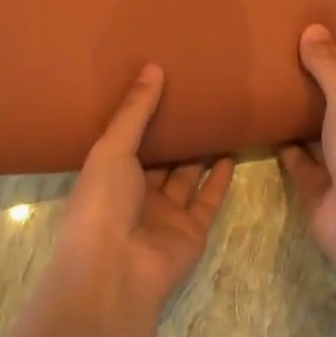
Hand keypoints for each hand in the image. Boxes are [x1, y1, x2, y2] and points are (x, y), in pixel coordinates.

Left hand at [52, 65, 234, 331]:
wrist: (116, 269)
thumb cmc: (103, 202)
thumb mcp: (112, 148)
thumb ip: (135, 110)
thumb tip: (152, 67)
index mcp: (109, 176)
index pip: (128, 142)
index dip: (143, 118)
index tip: (164, 87)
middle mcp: (136, 195)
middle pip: (160, 159)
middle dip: (175, 134)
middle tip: (197, 99)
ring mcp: (165, 215)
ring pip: (187, 177)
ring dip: (201, 153)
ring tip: (219, 120)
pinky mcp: (192, 230)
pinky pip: (208, 199)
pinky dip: (220, 179)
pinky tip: (232, 154)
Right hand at [279, 25, 335, 258]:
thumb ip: (331, 67)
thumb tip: (313, 28)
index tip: (335, 58)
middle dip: (324, 101)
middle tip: (297, 68)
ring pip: (318, 142)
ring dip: (300, 123)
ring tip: (275, 90)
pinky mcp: (315, 192)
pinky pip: (296, 163)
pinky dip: (282, 146)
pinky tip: (263, 124)